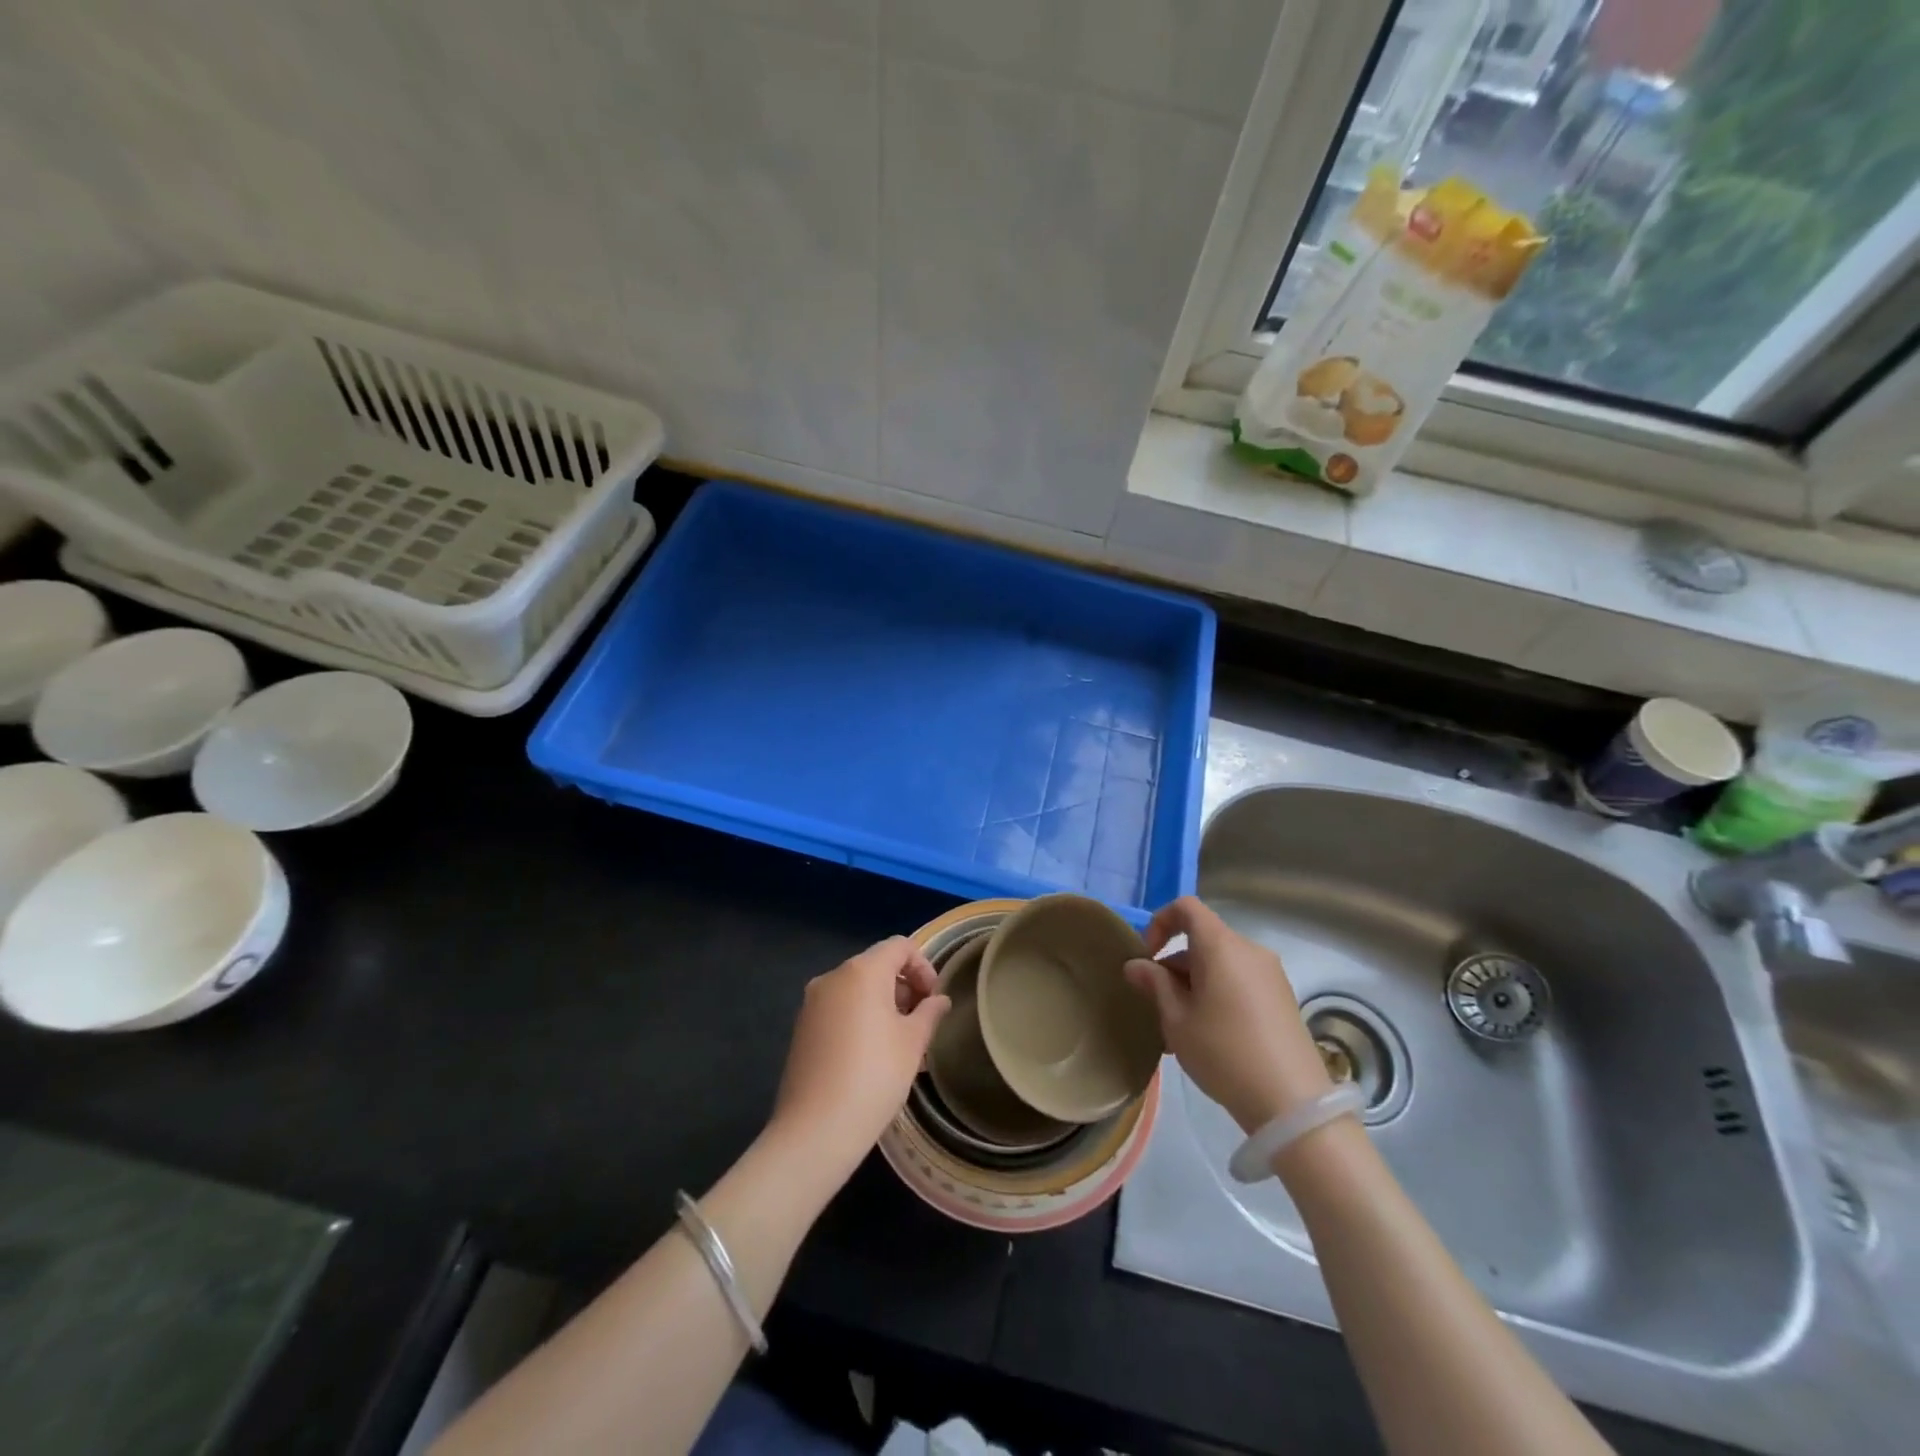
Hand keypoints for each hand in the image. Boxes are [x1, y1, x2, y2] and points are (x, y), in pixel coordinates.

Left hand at [771, 937, 949, 1180]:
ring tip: (900, 1041)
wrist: (815, 1130)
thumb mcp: (913, 1043)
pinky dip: (860, 1017)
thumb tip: (939, 1000)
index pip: (899, 946)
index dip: (923, 966)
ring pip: (856, 988)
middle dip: (904, 985)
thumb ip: (929, 1013)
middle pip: (876, 964)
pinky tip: (872, 1054)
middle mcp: (832, 977)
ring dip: (883, 1003)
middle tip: (921, 1021)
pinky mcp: (802, 1028)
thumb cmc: (874, 1077)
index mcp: (861, 971)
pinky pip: (838, 1008)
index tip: (933, 999)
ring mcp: (812, 1003)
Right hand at [1124, 897, 1332, 1133]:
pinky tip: (1209, 1037)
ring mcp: (1271, 975)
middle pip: (1203, 940)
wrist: (1292, 1103)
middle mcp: (1249, 950)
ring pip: (1220, 964)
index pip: (1187, 908)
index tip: (1147, 957)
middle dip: (1174, 965)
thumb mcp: (1176, 1020)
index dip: (1160, 922)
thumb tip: (1136, 965)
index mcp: (1221, 946)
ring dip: (1194, 984)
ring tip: (1180, 1030)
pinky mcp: (1283, 999)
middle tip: (1158, 1005)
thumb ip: (1155, 985)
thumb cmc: (1224, 1052)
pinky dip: (1218, 994)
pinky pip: (1240, 982)